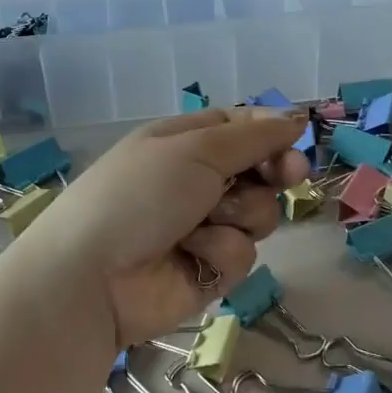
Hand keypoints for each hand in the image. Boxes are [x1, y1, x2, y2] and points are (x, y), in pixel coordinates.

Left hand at [14, 108, 310, 345]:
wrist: (93, 276)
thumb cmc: (140, 194)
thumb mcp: (195, 149)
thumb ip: (252, 137)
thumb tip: (297, 116)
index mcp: (186, 141)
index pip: (243, 128)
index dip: (273, 133)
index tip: (298, 140)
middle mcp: (198, 180)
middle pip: (261, 171)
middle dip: (274, 173)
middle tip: (286, 176)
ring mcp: (205, 226)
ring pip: (259, 213)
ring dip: (238, 216)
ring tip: (202, 224)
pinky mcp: (209, 269)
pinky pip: (242, 253)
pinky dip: (220, 252)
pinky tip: (191, 256)